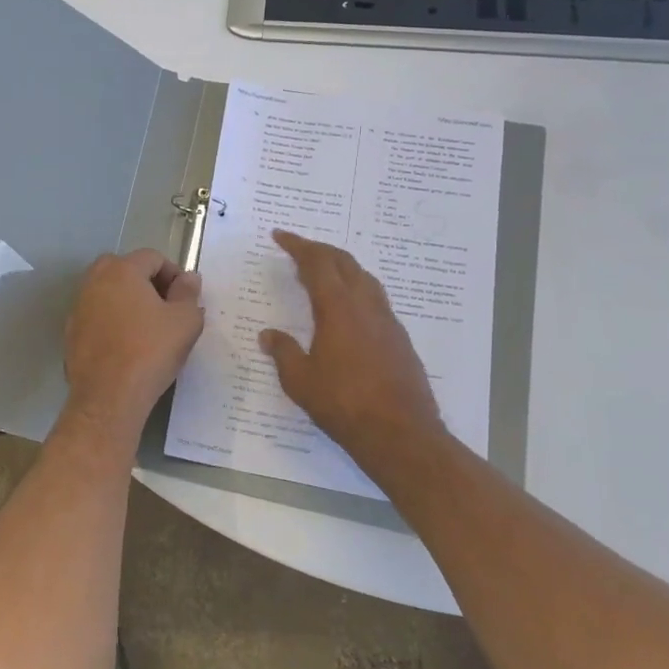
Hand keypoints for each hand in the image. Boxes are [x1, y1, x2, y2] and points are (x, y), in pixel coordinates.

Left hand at [63, 249, 204, 437]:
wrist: (109, 396)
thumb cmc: (151, 351)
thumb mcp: (185, 321)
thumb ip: (188, 293)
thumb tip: (188, 278)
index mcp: (121, 270)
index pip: (152, 257)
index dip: (174, 274)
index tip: (185, 298)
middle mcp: (94, 281)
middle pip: (125, 269)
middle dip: (148, 283)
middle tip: (166, 309)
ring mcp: (78, 307)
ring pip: (108, 293)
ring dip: (128, 302)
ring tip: (147, 328)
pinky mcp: (71, 332)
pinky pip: (97, 316)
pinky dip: (112, 322)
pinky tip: (126, 346)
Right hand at [258, 230, 443, 464]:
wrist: (400, 433)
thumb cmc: (343, 404)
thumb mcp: (300, 380)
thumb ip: (283, 352)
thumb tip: (268, 335)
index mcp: (338, 309)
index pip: (316, 264)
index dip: (297, 246)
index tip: (280, 236)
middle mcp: (366, 306)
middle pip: (344, 262)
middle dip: (319, 250)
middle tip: (298, 249)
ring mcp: (387, 321)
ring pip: (364, 278)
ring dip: (341, 266)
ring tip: (322, 272)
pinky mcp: (399, 338)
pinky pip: (375, 298)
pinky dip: (356, 288)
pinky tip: (347, 307)